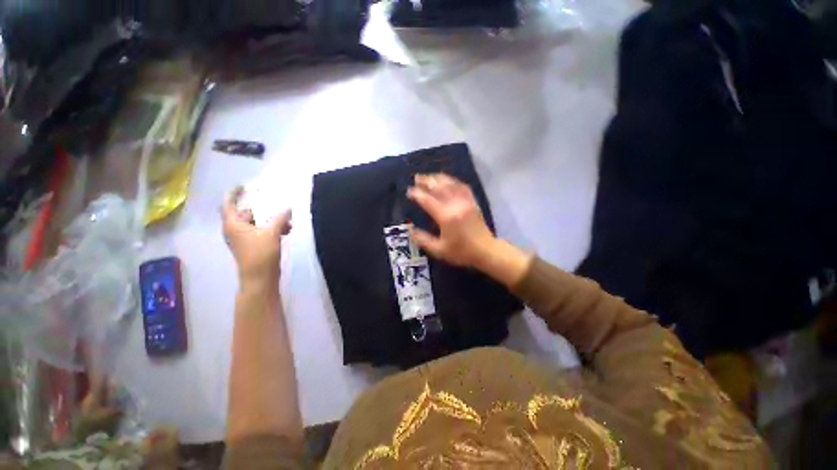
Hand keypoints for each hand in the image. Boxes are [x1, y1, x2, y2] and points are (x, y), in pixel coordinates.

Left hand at [222, 187, 291, 283]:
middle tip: (275, 202)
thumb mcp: (272, 233)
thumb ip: (280, 218)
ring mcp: (245, 238)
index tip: (243, 186)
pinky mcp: (254, 245)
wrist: (260, 278)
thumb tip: (288, 207)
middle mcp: (236, 230)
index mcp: (233, 224)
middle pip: (246, 213)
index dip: (234, 193)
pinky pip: (262, 231)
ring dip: (271, 220)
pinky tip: (287, 230)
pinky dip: (273, 229)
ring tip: (287, 220)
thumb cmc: (261, 253)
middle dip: (262, 208)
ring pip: (257, 223)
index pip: (228, 204)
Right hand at [407, 174, 496, 267]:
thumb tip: (411, 230)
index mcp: (446, 217)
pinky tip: (448, 180)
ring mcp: (466, 202)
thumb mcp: (439, 250)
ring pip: (451, 184)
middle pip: (439, 188)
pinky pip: (463, 187)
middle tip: (416, 178)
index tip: (409, 191)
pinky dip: (454, 181)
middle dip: (426, 181)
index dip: (417, 194)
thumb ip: (423, 240)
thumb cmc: (461, 252)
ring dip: (438, 178)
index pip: (428, 200)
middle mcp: (455, 205)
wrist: (485, 251)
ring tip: (429, 176)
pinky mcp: (473, 202)